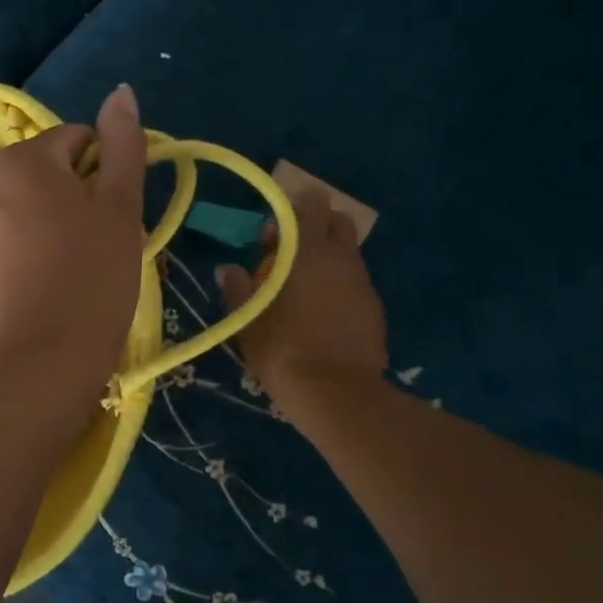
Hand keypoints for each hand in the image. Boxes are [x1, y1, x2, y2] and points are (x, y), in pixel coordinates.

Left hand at [0, 84, 146, 401]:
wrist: (46, 362)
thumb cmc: (94, 277)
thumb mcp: (121, 208)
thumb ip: (123, 145)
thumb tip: (121, 91)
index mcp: (24, 162)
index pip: (74, 139)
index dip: (104, 168)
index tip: (117, 210)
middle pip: (45, 174)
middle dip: (75, 196)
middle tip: (101, 239)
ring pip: (24, 211)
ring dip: (50, 224)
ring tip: (76, 267)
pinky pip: (6, 246)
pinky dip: (27, 254)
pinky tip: (47, 288)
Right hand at [216, 188, 387, 406]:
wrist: (338, 396)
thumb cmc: (285, 352)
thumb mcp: (249, 323)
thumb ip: (238, 290)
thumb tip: (228, 269)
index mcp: (309, 253)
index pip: (310, 206)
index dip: (291, 211)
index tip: (271, 235)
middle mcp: (342, 259)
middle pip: (338, 223)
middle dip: (315, 228)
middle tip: (288, 255)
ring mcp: (363, 284)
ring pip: (348, 254)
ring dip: (327, 259)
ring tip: (301, 290)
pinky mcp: (375, 309)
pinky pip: (355, 282)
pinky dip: (339, 285)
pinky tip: (321, 315)